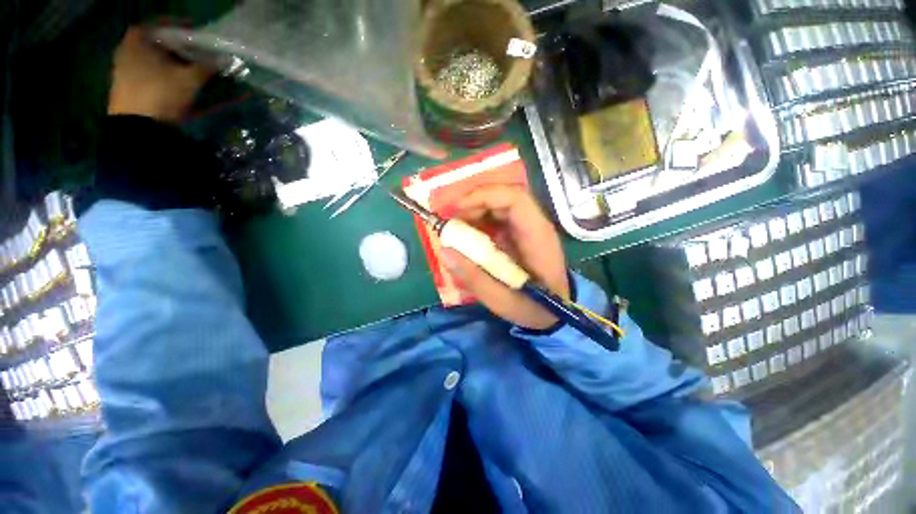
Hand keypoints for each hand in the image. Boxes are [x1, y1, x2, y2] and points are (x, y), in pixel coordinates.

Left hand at [108, 27, 213, 122]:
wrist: (139, 129)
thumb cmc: (160, 94)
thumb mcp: (189, 79)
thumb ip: (207, 67)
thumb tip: (225, 59)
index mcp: (136, 41)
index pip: (159, 26)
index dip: (178, 29)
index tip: (195, 36)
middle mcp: (127, 53)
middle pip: (157, 45)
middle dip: (178, 50)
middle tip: (198, 55)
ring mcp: (125, 73)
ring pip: (155, 63)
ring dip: (173, 66)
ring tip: (193, 74)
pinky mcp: (129, 91)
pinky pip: (151, 78)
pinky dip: (166, 79)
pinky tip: (180, 87)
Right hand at [441, 185, 569, 329]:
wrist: (554, 313)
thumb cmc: (533, 309)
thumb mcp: (500, 300)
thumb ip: (473, 277)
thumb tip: (444, 251)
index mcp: (537, 236)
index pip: (514, 198)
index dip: (484, 196)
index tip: (456, 209)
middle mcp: (535, 225)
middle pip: (504, 197)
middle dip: (473, 203)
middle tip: (450, 221)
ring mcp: (528, 228)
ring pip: (499, 205)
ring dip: (474, 211)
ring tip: (455, 229)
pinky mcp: (520, 234)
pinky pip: (498, 218)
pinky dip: (479, 221)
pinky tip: (468, 236)